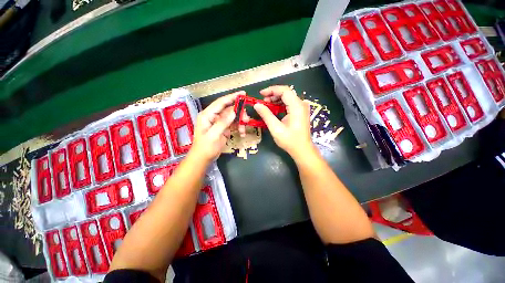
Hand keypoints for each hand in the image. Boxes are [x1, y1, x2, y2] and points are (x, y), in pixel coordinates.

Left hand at [191, 91, 243, 161]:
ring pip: (233, 116)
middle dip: (239, 113)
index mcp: (207, 115)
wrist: (203, 158)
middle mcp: (213, 116)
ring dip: (240, 121)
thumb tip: (233, 112)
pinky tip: (242, 133)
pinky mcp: (223, 128)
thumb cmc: (206, 147)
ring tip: (243, 130)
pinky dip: (239, 127)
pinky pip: (233, 124)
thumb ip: (223, 123)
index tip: (243, 93)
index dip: (232, 97)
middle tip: (246, 119)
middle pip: (229, 109)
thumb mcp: (214, 135)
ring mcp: (219, 122)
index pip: (221, 102)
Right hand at [253, 85, 313, 157]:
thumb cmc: (289, 140)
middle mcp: (301, 104)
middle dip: (273, 95)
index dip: (271, 90)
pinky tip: (274, 109)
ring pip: (288, 98)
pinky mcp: (301, 112)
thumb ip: (266, 115)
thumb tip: (257, 105)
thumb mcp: (275, 128)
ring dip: (276, 99)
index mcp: (297, 106)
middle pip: (286, 93)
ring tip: (266, 105)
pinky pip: (290, 104)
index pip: (284, 91)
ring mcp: (302, 108)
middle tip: (262, 101)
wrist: (302, 150)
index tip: (261, 94)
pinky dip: (281, 104)